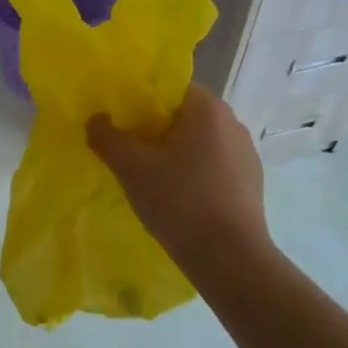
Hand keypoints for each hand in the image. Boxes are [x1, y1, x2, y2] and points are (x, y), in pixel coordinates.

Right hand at [87, 85, 272, 281]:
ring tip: (150, 177)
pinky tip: (177, 199)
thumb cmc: (179, 200)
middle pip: (184, 116)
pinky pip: (214, 168)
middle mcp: (233, 123)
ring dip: (175, 154)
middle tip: (129, 149)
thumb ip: (106, 136)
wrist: (230, 259)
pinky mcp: (251, 185)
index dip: (142, 100)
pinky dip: (194, 175)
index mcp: (208, 109)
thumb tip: (96, 120)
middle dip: (156, 129)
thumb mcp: (130, 166)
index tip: (121, 120)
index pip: (171, 88)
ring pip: (199, 143)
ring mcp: (246, 155)